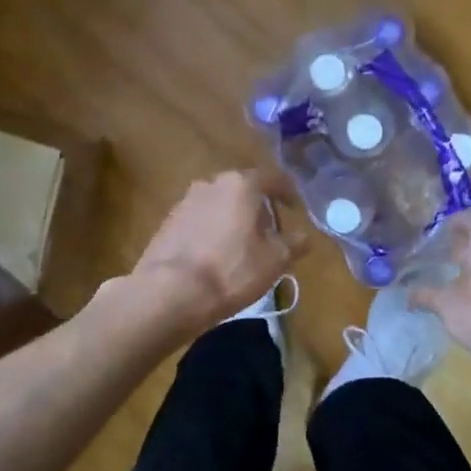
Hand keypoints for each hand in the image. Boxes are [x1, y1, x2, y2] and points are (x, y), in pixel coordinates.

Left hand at [129, 169, 307, 335]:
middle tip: (269, 233)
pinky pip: (200, 220)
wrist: (170, 292)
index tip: (295, 208)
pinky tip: (215, 256)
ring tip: (242, 247)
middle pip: (243, 189)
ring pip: (219, 204)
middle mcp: (211, 183)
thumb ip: (293, 243)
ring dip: (233, 219)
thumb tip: (303, 236)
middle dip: (258, 208)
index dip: (288, 193)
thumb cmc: (231, 270)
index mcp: (241, 184)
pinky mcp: (167, 223)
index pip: (273, 178)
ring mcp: (185, 201)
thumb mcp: (274, 261)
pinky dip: (212, 231)